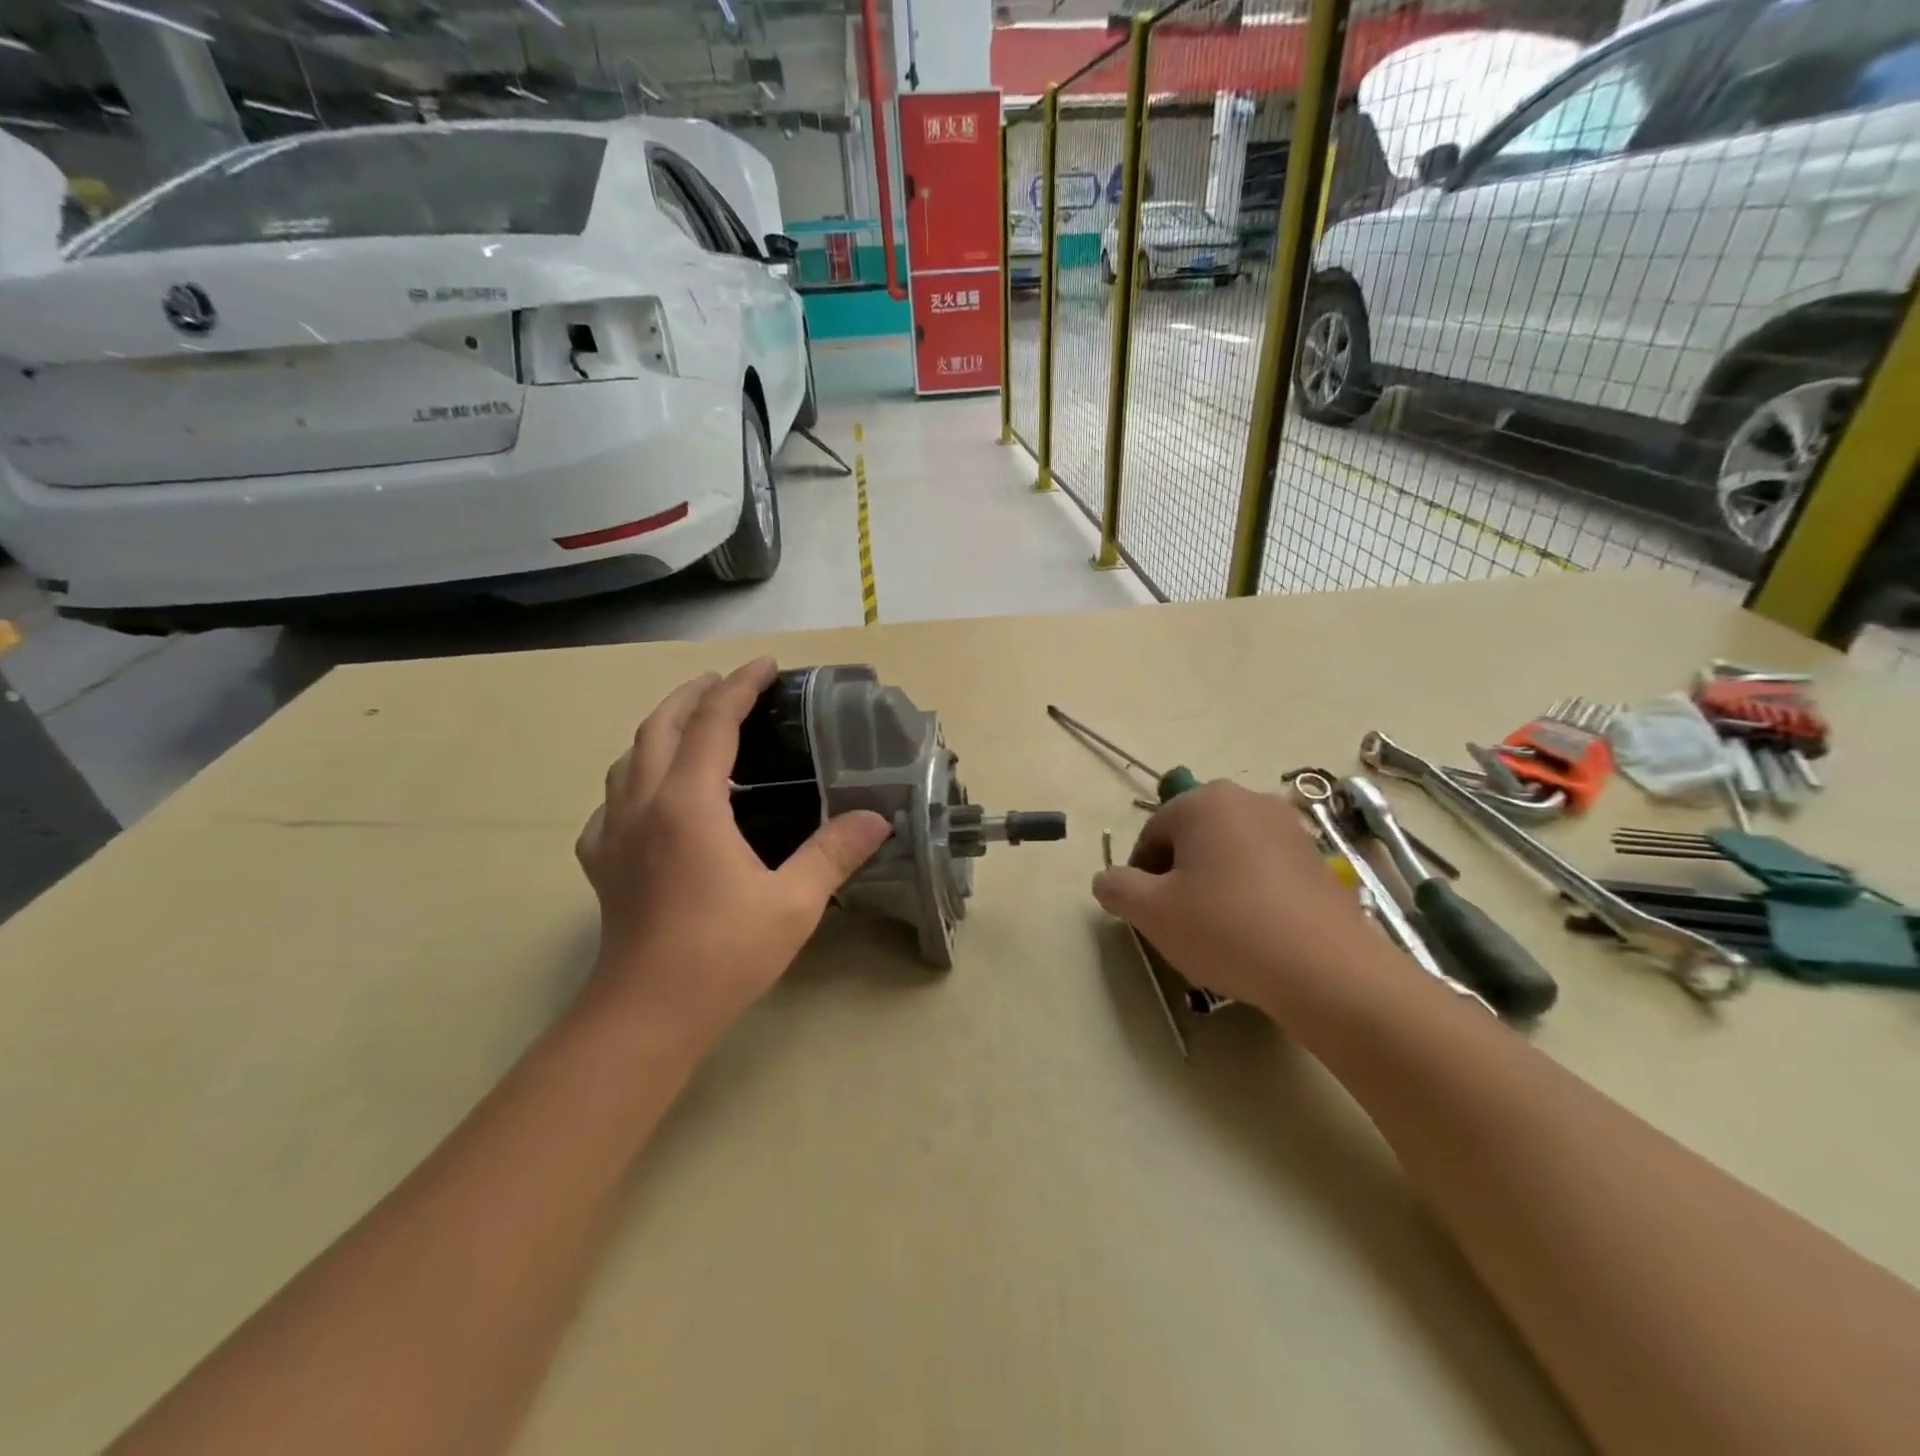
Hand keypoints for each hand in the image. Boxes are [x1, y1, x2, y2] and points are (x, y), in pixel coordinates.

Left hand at [575, 658, 891, 1050]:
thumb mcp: (794, 902)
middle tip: (727, 684)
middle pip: (659, 726)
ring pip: (628, 758)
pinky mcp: (601, 863)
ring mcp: (613, 833)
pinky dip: (634, 780)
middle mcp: (643, 805)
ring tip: (692, 727)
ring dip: (660, 729)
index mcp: (688, 804)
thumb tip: (877, 818)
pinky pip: (611, 802)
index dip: (739, 687)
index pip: (711, 723)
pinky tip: (652, 800)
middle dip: (693, 695)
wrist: (647, 1014)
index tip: (764, 666)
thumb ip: (834, 853)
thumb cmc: (723, 954)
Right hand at [1091, 780, 1379, 1022]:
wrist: (1326, 970)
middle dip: (1178, 877)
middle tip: (1181, 922)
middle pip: (1191, 839)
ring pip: (1228, 853)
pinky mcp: (1316, 858)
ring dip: (1214, 884)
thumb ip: (1116, 887)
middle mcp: (1247, 800)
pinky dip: (1250, 892)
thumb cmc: (1226, 929)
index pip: (1152, 834)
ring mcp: (1289, 827)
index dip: (1141, 876)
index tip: (1148, 915)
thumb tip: (1106, 879)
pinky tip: (1255, 931)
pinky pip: (1264, 868)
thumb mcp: (1151, 912)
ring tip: (1219, 930)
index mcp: (1204, 801)